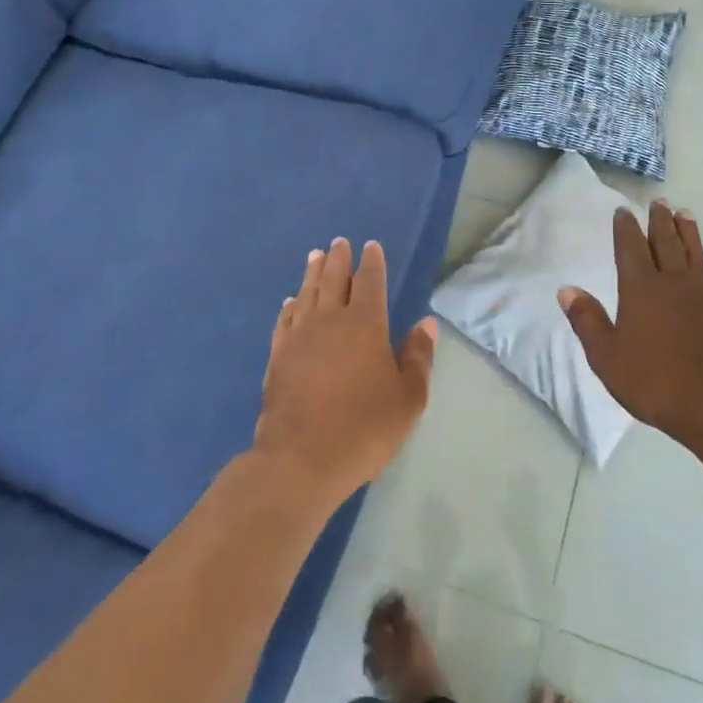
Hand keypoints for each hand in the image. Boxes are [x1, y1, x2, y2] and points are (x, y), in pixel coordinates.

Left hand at [254, 237, 435, 508]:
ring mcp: (299, 337)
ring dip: (312, 272)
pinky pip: (285, 320)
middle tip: (339, 242)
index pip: (369, 282)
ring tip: (315, 255)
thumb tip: (425, 323)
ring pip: (307, 293)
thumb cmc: (363, 429)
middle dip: (338, 258)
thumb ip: (418, 357)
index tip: (371, 246)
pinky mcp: (277, 356)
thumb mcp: (407, 399)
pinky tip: (290, 301)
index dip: (371, 263)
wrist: (300, 460)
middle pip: (333, 279)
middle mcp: (329, 321)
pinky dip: (290, 305)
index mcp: (365, 325)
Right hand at [558, 201, 702, 451]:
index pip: (630, 248)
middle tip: (660, 203)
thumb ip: (587, 320)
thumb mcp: (606, 355)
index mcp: (640, 288)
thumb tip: (567, 290)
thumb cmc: (653, 380)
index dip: (626, 228)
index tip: (624, 211)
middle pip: (666, 243)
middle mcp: (673, 283)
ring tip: (686, 216)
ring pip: (696, 256)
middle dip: (660, 221)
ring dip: (690, 235)